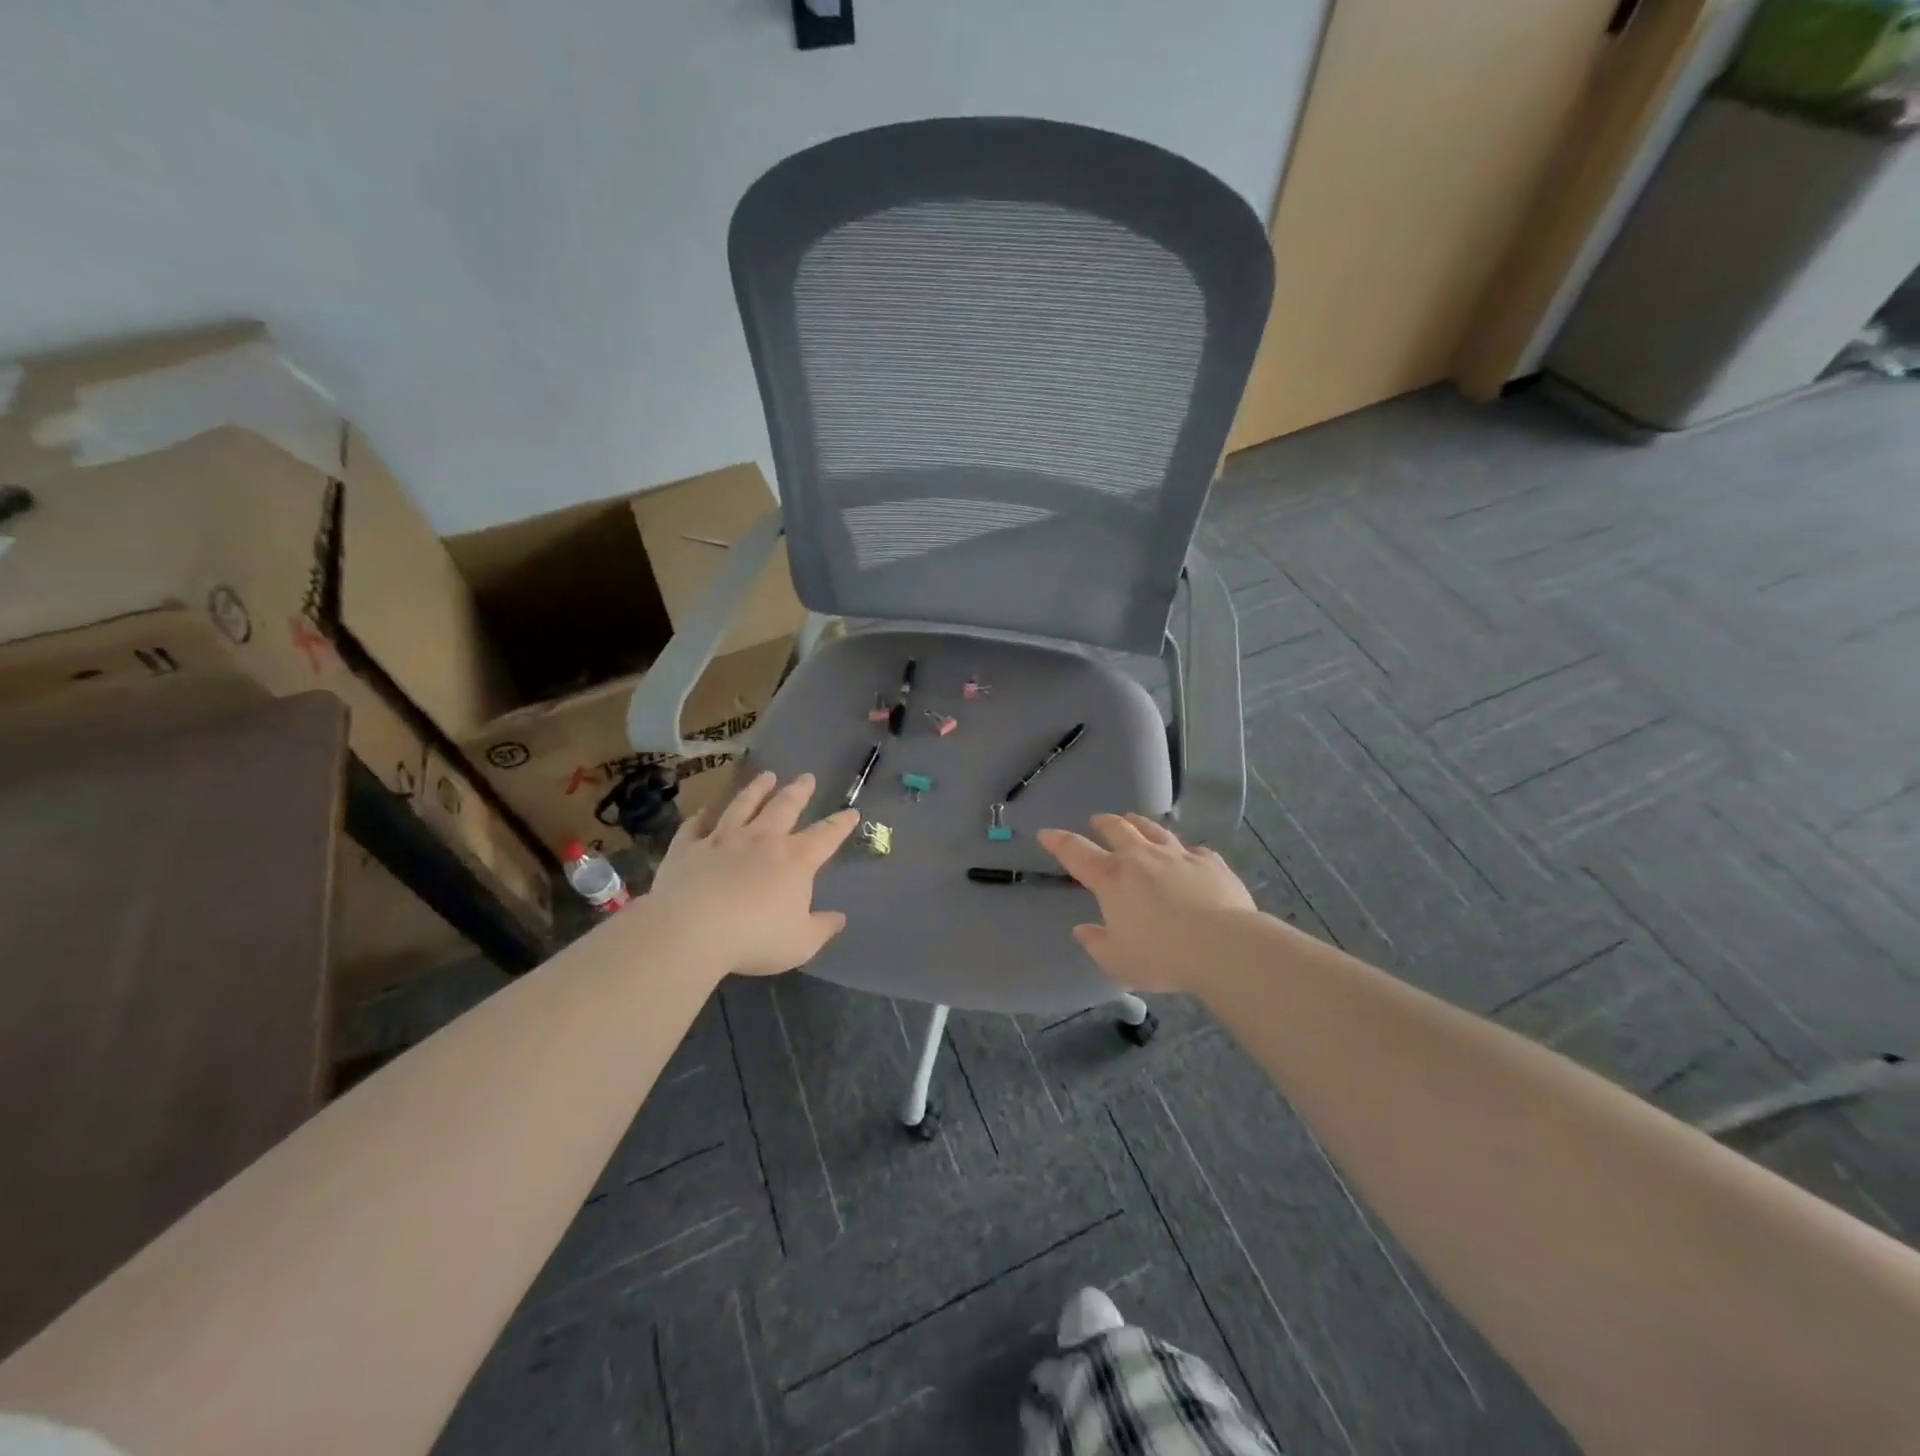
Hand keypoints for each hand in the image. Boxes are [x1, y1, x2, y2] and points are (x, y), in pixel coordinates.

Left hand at [644, 771, 857, 977]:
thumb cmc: (754, 938)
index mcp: (796, 860)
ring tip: (766, 776)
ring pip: (743, 805)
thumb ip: (822, 928)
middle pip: (785, 807)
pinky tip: (704, 810)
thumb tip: (839, 918)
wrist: (690, 930)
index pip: (826, 835)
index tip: (851, 811)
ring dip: (756, 789)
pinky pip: (696, 826)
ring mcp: (722, 839)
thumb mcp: (801, 943)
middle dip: (799, 791)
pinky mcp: (688, 848)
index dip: (841, 823)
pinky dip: (701, 816)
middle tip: (807, 777)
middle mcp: (762, 839)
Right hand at [1038, 814, 1257, 993]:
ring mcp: (1178, 855)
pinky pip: (1193, 849)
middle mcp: (1142, 858)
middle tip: (1097, 821)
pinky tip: (1187, 853)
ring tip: (1134, 821)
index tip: (1046, 833)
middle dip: (1104, 823)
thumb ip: (1096, 944)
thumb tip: (1082, 930)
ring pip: (1154, 829)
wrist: (1224, 945)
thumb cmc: (1163, 956)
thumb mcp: (1118, 961)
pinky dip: (1183, 849)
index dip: (1058, 841)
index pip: (1076, 852)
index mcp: (1113, 879)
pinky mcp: (1210, 862)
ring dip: (1139, 823)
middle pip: (1118, 828)